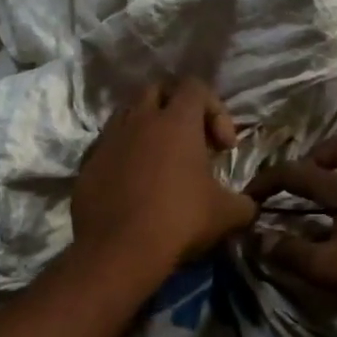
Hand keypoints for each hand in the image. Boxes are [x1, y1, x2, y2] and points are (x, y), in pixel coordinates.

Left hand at [72, 78, 256, 277]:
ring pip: (128, 114)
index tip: (223, 147)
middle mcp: (140, 120)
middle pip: (158, 90)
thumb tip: (248, 205)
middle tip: (191, 143)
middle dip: (177, 109)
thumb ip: (244, 202)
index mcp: (177, 122)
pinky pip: (108, 146)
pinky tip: (134, 185)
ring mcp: (109, 140)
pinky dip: (124, 155)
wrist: (119, 250)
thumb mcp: (228, 214)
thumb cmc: (180, 221)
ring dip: (147, 128)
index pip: (196, 86)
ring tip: (160, 161)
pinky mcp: (88, 164)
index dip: (216, 110)